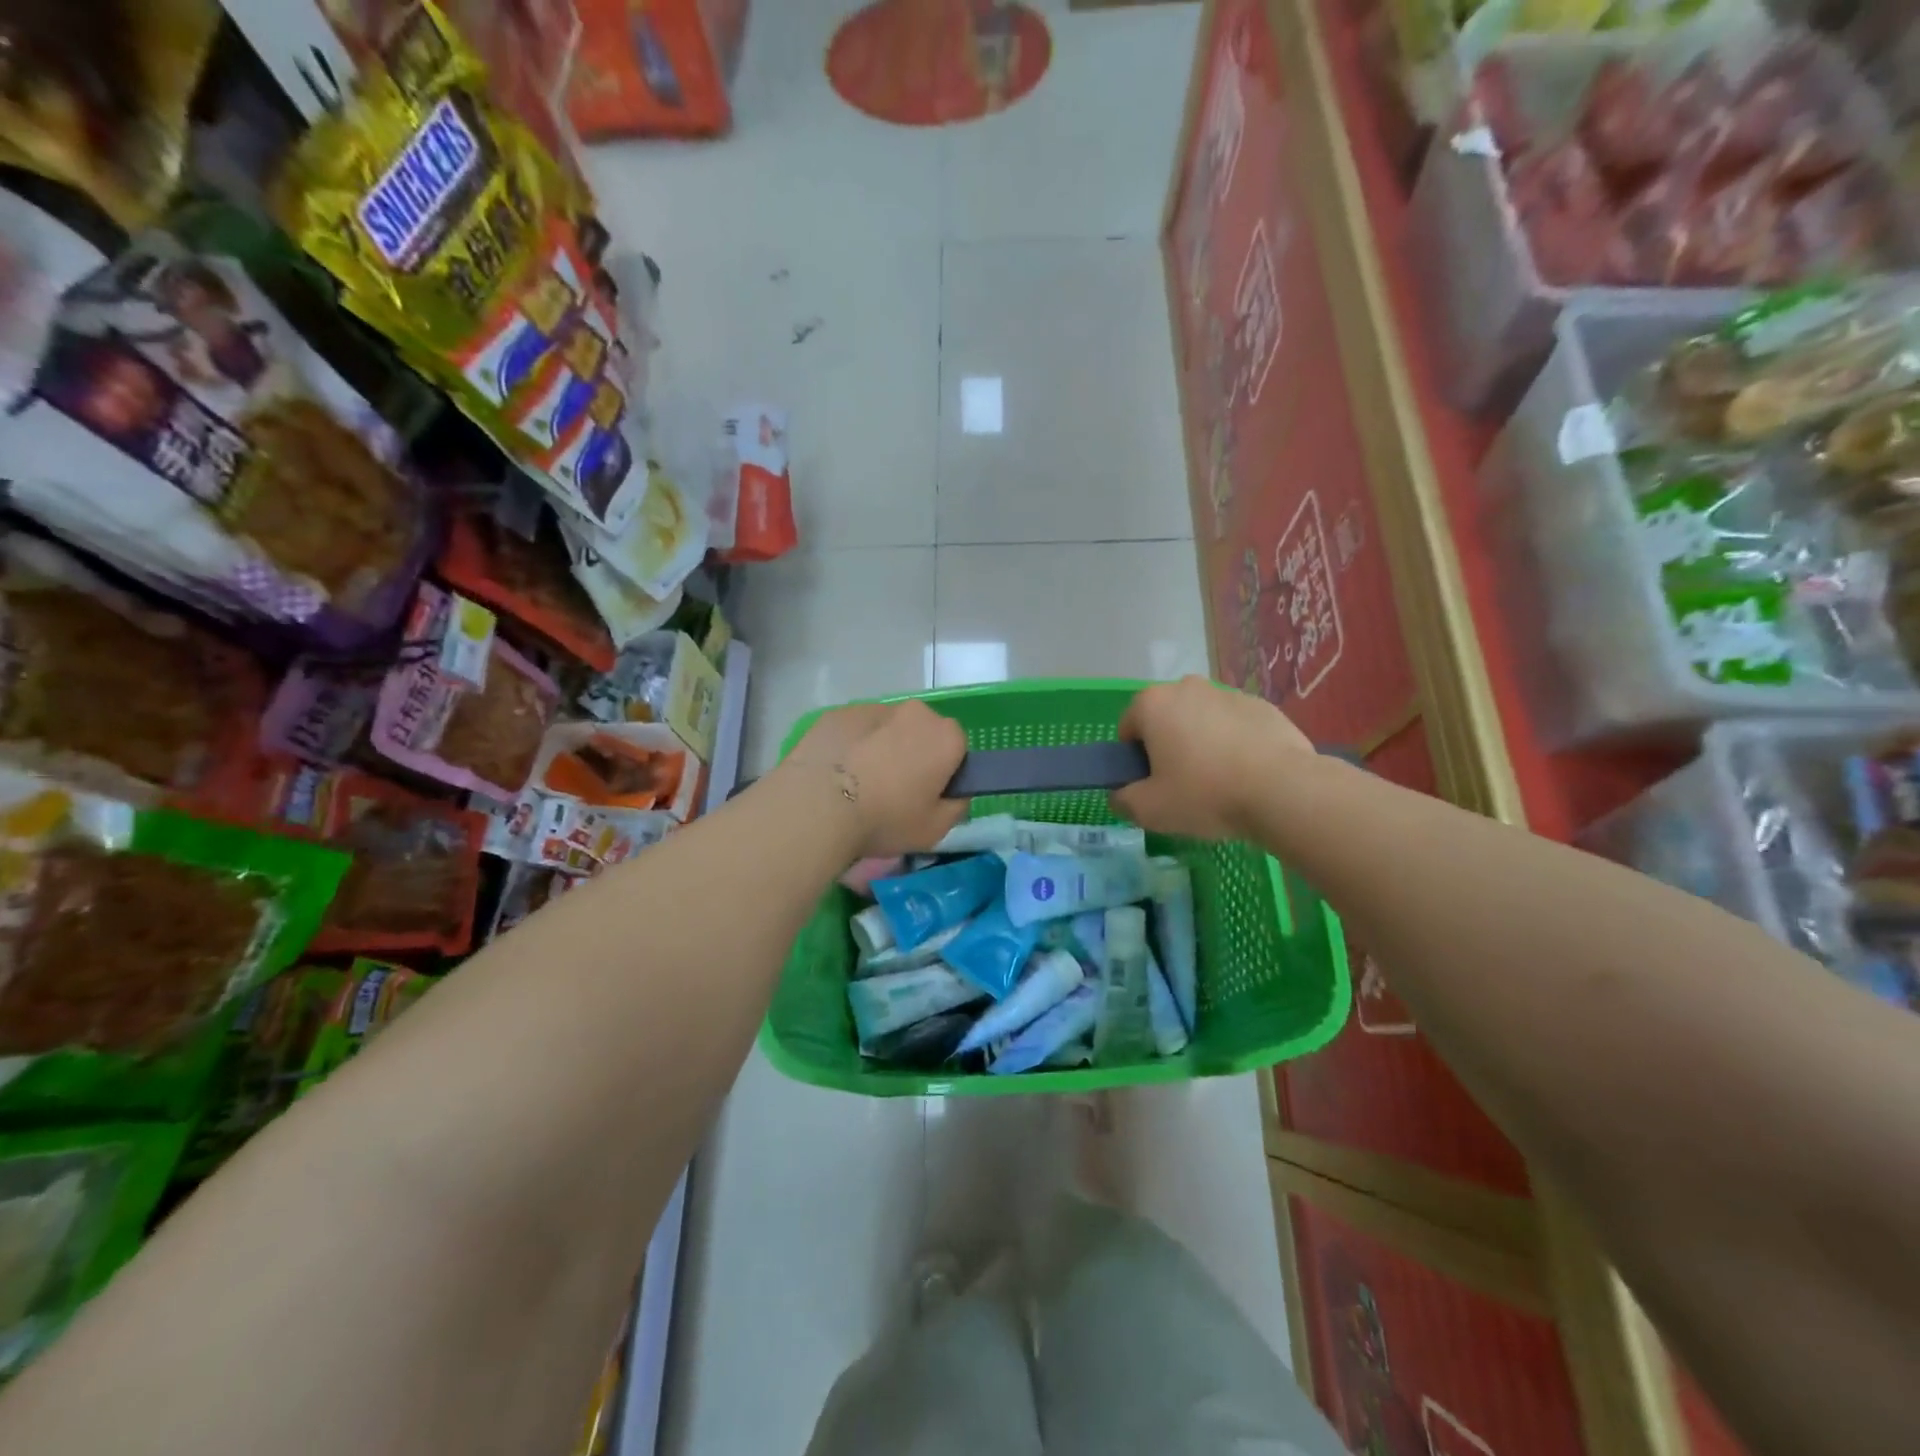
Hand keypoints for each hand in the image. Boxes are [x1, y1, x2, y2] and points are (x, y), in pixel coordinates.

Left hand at [780, 700, 968, 856]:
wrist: (817, 806)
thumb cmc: (885, 819)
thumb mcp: (935, 829)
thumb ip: (956, 806)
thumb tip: (953, 793)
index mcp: (945, 736)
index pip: (957, 748)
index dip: (945, 771)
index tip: (927, 795)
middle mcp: (914, 712)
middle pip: (922, 732)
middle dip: (914, 753)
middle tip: (894, 790)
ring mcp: (873, 707)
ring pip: (887, 728)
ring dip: (882, 747)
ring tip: (860, 784)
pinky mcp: (838, 713)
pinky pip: (856, 730)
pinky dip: (852, 745)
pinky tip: (836, 774)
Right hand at [1109, 676, 1313, 839]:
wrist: (1283, 791)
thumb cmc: (1205, 794)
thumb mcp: (1149, 810)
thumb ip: (1123, 801)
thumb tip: (1120, 796)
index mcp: (1152, 704)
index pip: (1128, 729)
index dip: (1133, 760)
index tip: (1151, 786)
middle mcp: (1187, 687)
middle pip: (1165, 720)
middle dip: (1168, 747)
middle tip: (1182, 786)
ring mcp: (1228, 693)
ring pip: (1201, 721)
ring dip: (1201, 744)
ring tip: (1219, 784)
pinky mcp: (1263, 706)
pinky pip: (1235, 726)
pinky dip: (1234, 745)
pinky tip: (1246, 776)